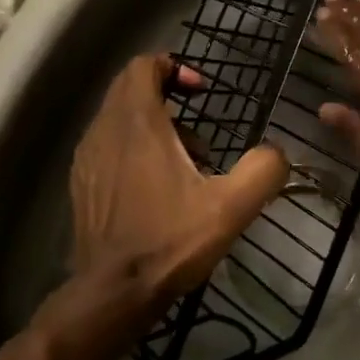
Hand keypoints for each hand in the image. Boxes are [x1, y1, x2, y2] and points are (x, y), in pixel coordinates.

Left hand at [65, 53, 289, 315]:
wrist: (112, 293)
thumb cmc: (169, 241)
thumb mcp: (230, 207)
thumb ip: (263, 170)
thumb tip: (277, 152)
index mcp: (137, 122)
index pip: (143, 65)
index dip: (174, 67)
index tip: (201, 92)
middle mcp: (105, 130)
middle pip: (129, 87)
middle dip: (166, 96)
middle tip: (197, 132)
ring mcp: (87, 158)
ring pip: (119, 118)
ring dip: (152, 127)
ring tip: (184, 166)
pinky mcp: (82, 184)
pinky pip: (108, 146)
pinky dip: (132, 149)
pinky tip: (156, 189)